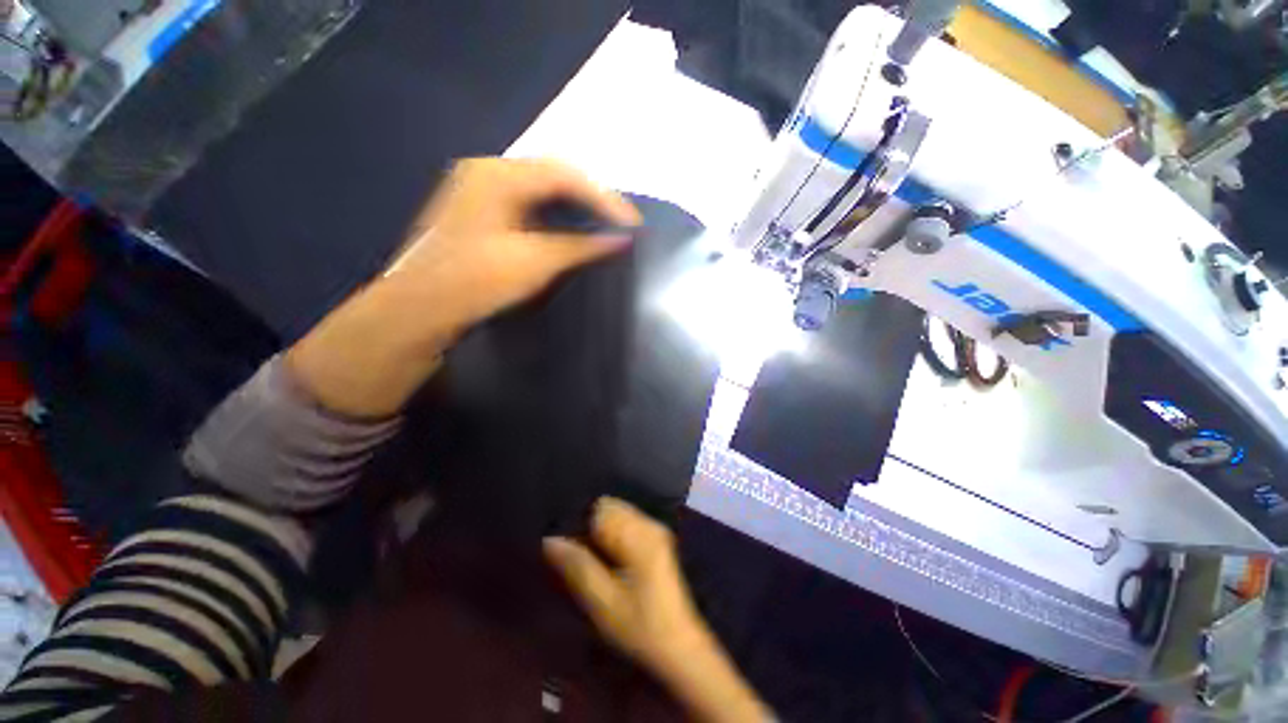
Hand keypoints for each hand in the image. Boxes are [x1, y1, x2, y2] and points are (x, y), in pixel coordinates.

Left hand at [384, 157, 641, 333]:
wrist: (419, 309)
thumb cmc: (476, 281)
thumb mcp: (535, 261)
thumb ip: (581, 246)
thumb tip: (622, 239)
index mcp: (498, 174)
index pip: (565, 174)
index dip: (604, 197)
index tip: (632, 222)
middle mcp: (487, 172)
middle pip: (553, 176)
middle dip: (590, 198)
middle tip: (620, 222)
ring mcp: (479, 191)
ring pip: (540, 190)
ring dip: (573, 207)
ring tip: (602, 225)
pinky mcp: (478, 213)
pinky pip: (527, 204)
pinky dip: (554, 217)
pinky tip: (569, 231)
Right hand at [544, 498, 771, 722]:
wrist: (680, 647)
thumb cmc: (640, 627)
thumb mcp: (602, 602)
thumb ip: (577, 566)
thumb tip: (550, 539)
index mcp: (638, 535)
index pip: (600, 508)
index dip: (579, 523)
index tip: (566, 546)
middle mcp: (649, 523)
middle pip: (610, 506)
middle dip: (589, 525)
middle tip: (576, 556)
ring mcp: (655, 529)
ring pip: (618, 513)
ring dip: (600, 530)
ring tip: (589, 559)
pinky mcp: (657, 539)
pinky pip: (627, 523)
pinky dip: (612, 534)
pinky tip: (607, 559)